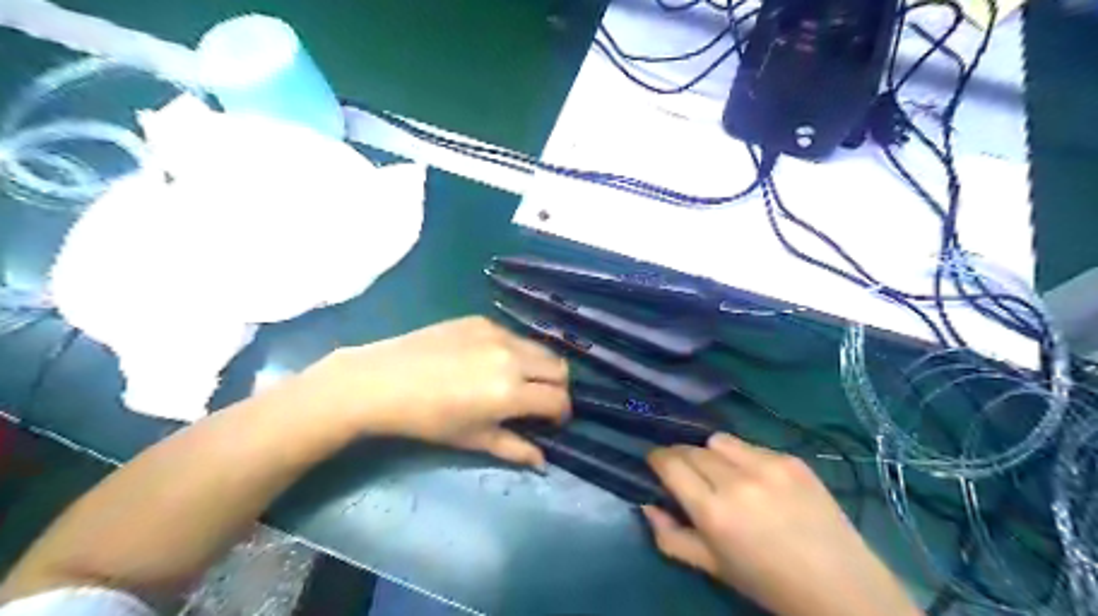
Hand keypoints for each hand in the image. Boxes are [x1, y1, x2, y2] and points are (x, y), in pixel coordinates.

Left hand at [294, 319, 564, 466]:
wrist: (382, 381)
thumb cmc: (427, 420)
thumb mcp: (473, 438)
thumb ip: (514, 448)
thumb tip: (542, 460)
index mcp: (511, 392)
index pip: (558, 400)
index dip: (561, 414)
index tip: (551, 423)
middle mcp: (512, 357)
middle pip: (559, 368)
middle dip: (556, 388)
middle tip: (538, 402)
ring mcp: (498, 333)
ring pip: (540, 348)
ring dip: (539, 367)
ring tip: (518, 381)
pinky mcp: (482, 320)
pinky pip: (513, 336)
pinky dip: (515, 351)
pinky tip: (490, 362)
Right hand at [644, 433, 919, 615]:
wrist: (840, 586)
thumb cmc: (768, 582)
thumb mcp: (712, 567)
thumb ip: (671, 537)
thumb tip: (647, 505)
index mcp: (714, 511)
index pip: (670, 463)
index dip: (656, 459)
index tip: (655, 464)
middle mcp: (737, 480)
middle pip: (691, 448)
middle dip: (681, 457)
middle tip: (687, 474)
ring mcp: (768, 465)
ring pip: (719, 439)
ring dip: (711, 453)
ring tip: (723, 472)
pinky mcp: (791, 459)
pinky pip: (751, 445)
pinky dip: (743, 457)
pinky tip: (757, 480)